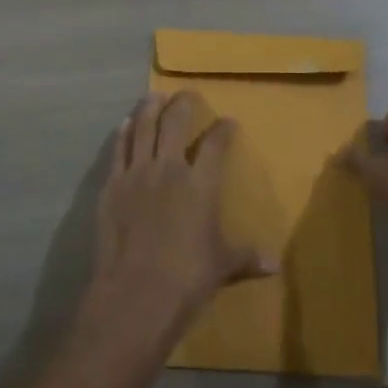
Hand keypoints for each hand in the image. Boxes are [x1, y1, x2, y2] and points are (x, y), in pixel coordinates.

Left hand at [81, 91, 272, 348]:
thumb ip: (246, 257)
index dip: (224, 130)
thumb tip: (275, 265)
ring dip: (149, 108)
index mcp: (201, 184)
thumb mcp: (223, 266)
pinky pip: (118, 151)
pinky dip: (123, 134)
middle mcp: (169, 169)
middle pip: (175, 124)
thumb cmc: (187, 278)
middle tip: (186, 93)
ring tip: (154, 96)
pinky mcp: (112, 186)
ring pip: (143, 129)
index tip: (228, 121)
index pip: (216, 145)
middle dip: (182, 104)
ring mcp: (137, 174)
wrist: (135, 293)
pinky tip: (125, 124)